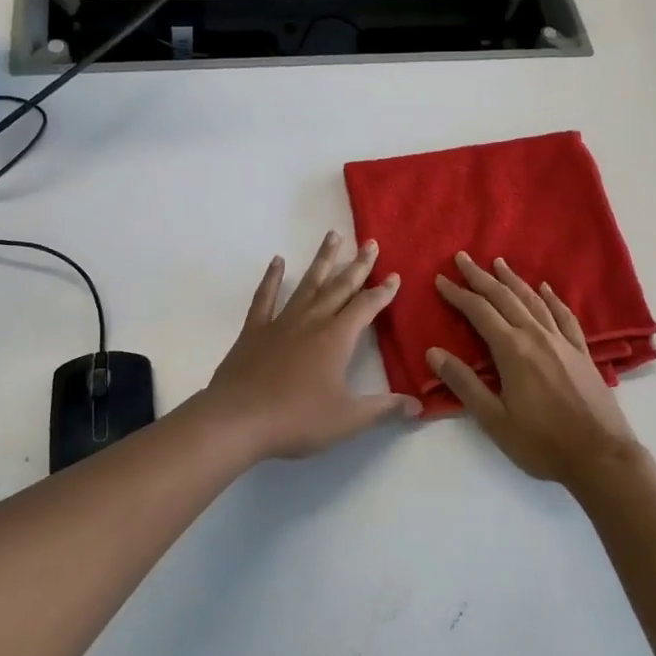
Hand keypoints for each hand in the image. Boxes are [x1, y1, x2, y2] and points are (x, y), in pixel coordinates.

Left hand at [199, 233, 420, 461]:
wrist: (237, 419)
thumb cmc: (296, 419)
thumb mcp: (347, 419)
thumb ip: (383, 409)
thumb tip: (418, 406)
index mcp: (337, 338)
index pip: (366, 307)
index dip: (383, 292)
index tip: (394, 276)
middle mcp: (312, 321)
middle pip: (340, 286)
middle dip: (358, 265)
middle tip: (370, 242)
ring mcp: (281, 322)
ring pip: (307, 284)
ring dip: (322, 260)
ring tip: (333, 235)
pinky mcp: (254, 330)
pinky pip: (265, 298)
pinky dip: (272, 278)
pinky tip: (277, 261)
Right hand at [428, 252, 644, 486]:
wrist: (601, 457)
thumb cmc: (542, 443)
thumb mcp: (494, 420)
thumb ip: (464, 383)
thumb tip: (433, 352)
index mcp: (512, 350)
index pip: (479, 312)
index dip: (458, 294)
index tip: (441, 279)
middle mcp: (536, 336)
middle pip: (504, 297)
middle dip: (481, 276)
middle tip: (463, 257)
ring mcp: (562, 342)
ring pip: (533, 300)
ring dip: (513, 280)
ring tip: (498, 263)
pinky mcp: (582, 352)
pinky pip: (564, 316)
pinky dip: (552, 299)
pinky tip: (546, 289)